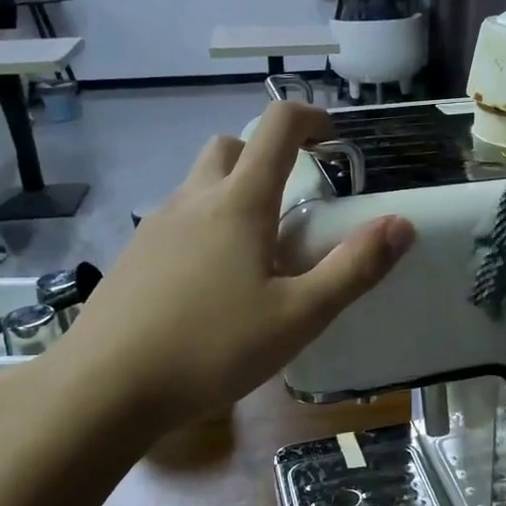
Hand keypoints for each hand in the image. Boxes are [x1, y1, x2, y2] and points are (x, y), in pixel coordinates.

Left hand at [27, 103, 413, 434]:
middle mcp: (193, 200)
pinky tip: (213, 284)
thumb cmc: (212, 348)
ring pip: (200, 185)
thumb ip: (354, 269)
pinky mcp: (133, 257)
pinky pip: (177, 220)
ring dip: (233, 192)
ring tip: (258, 249)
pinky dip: (205, 227)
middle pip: (230, 148)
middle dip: (266, 155)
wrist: (104, 388)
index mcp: (239, 204)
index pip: (277, 128)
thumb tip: (401, 225)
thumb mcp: (298, 316)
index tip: (335, 138)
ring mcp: (155, 227)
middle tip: (293, 200)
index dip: (311, 118)